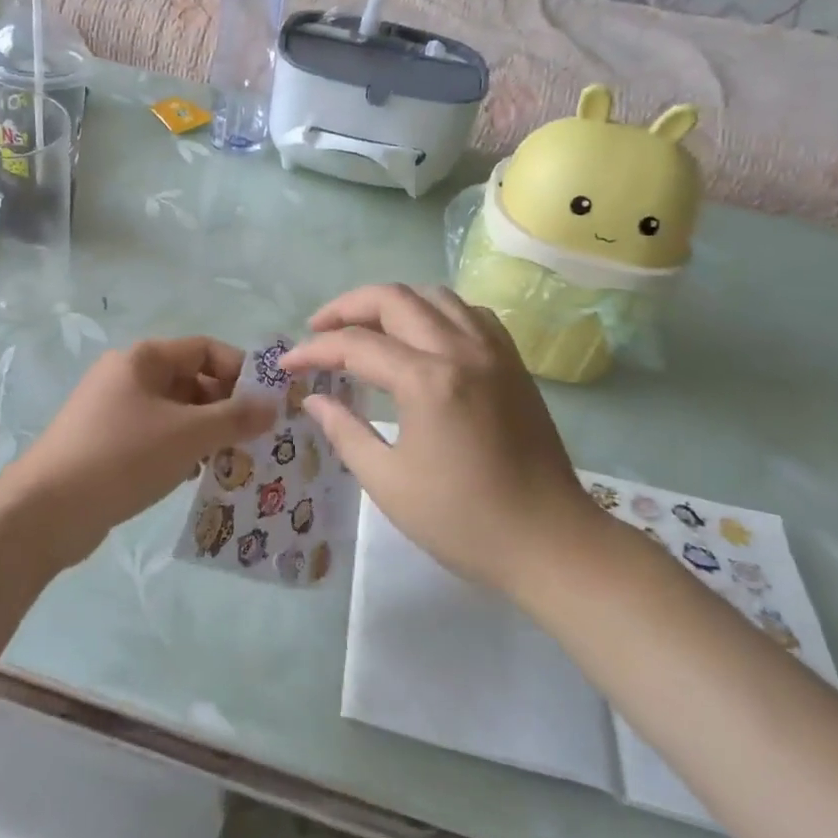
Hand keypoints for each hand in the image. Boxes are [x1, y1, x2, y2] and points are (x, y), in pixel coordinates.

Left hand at [9, 337, 278, 568]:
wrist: (46, 510)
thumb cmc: (123, 456)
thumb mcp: (188, 435)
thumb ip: (234, 418)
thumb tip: (272, 405)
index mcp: (144, 358)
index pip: (205, 349)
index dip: (240, 371)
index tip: (267, 405)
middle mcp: (128, 375)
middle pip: (191, 380)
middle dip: (225, 407)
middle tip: (255, 440)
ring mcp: (114, 409)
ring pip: (175, 412)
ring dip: (205, 433)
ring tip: (231, 462)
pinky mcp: (106, 442)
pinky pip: (155, 436)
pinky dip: (179, 450)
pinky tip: (193, 477)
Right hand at [282, 285, 598, 595]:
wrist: (550, 542)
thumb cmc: (463, 521)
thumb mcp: (389, 483)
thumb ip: (344, 432)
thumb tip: (314, 400)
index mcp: (427, 381)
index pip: (355, 345)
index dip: (314, 350)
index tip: (287, 365)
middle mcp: (460, 350)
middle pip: (393, 298)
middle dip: (346, 308)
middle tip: (318, 330)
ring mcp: (493, 351)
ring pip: (433, 295)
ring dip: (390, 302)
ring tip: (364, 327)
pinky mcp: (512, 362)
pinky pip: (468, 312)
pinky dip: (434, 311)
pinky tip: (421, 335)